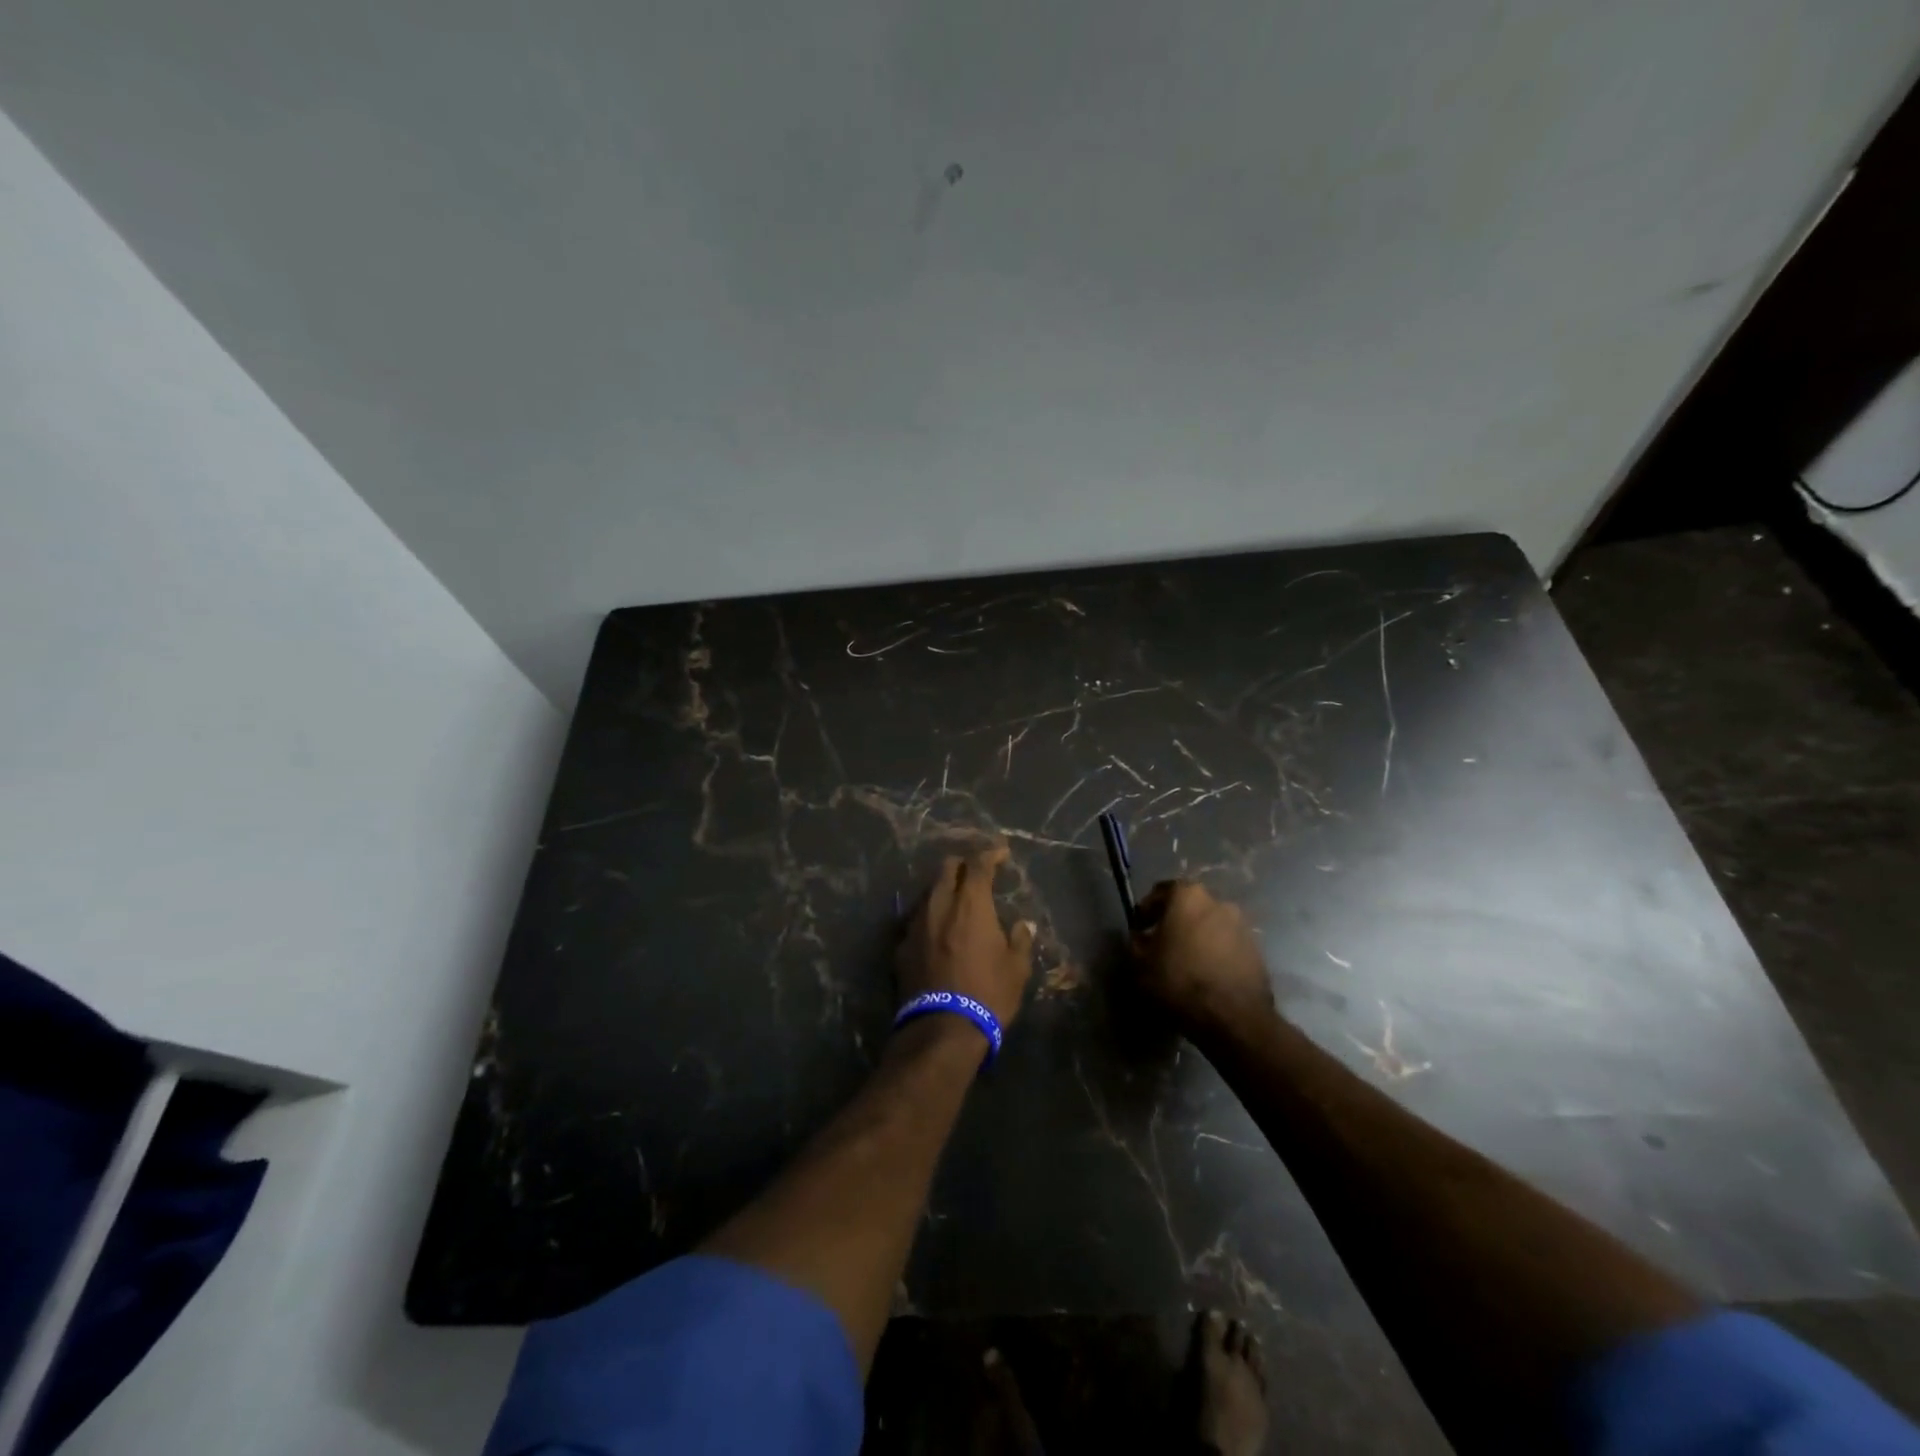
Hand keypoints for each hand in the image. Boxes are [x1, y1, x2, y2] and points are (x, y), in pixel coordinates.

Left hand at [896, 845, 1035, 1030]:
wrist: (941, 1029)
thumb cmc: (987, 994)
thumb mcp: (1016, 969)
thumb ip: (1020, 940)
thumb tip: (1023, 925)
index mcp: (971, 904)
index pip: (979, 864)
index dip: (991, 853)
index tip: (1001, 852)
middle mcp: (940, 905)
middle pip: (947, 868)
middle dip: (963, 864)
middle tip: (976, 872)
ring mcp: (916, 924)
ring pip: (929, 892)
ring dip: (944, 889)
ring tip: (956, 900)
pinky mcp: (901, 945)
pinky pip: (917, 919)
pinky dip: (930, 916)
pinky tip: (937, 930)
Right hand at [1130, 881, 1276, 1038]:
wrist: (1233, 1017)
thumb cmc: (1179, 980)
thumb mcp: (1140, 963)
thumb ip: (1136, 942)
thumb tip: (1141, 937)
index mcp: (1187, 896)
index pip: (1161, 891)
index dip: (1147, 909)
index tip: (1140, 928)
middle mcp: (1218, 901)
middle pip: (1189, 906)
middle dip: (1174, 921)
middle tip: (1161, 944)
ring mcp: (1242, 925)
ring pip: (1210, 924)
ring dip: (1197, 937)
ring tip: (1185, 962)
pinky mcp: (1257, 949)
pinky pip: (1227, 944)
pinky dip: (1215, 952)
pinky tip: (1206, 974)